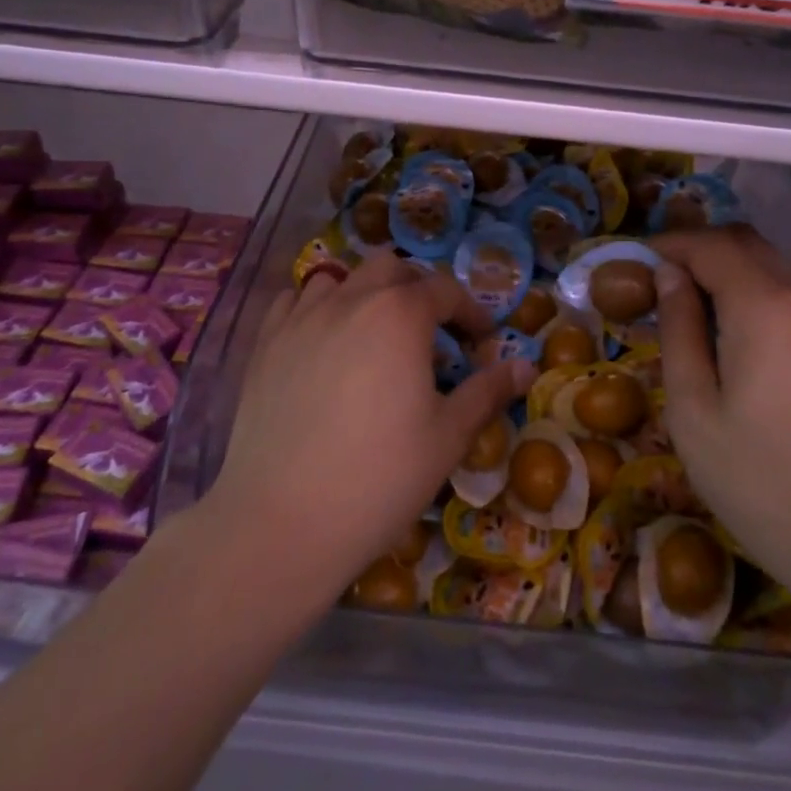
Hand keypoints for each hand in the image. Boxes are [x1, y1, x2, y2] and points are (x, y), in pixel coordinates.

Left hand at [201, 255, 533, 605]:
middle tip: (432, 333)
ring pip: (340, 277)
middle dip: (419, 290)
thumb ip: (488, 391)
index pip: (446, 290)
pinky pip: (293, 302)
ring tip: (374, 335)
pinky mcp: (264, 344)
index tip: (482, 342)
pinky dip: (316, 308)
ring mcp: (301, 318)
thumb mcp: (449, 436)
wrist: (282, 522)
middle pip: (391, 269)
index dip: (471, 312)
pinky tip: (322, 341)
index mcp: (400, 315)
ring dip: (366, 293)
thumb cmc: (380, 477)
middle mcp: (350, 299)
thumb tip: (527, 367)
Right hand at [651, 226, 790, 636]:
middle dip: (695, 250)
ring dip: (725, 270)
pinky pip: (789, 294)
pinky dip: (752, 292)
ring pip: (770, 266)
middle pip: (744, 243)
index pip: (709, 245)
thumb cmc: (764, 483)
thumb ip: (679, 331)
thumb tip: (669, 276)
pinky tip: (731, 336)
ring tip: (686, 310)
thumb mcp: (694, 410)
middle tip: (653, 283)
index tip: (629, 264)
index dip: (666, 244)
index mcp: (764, 305)